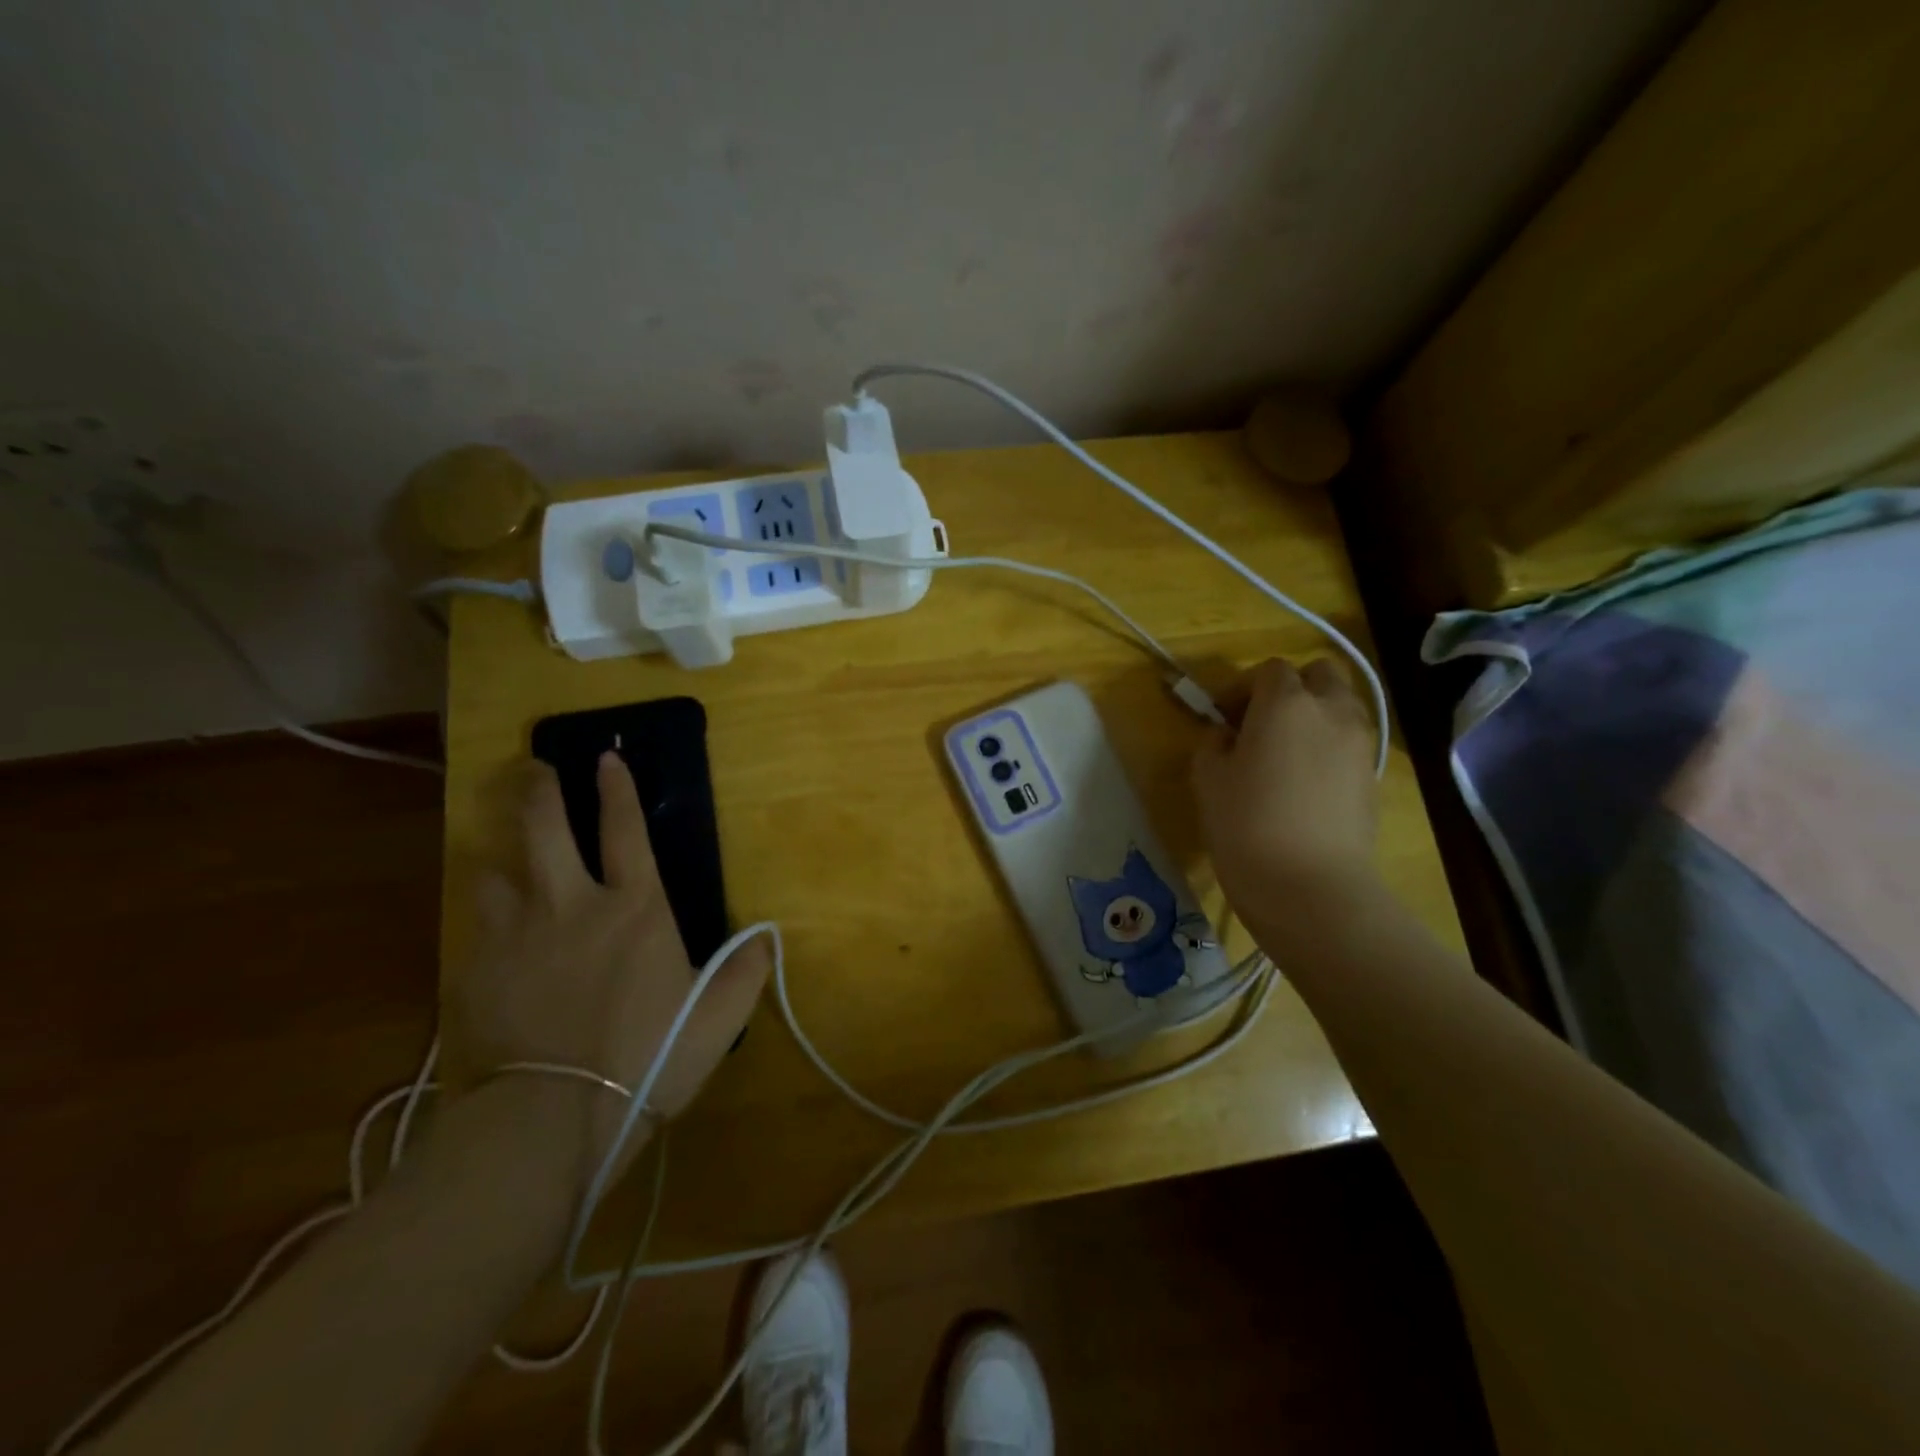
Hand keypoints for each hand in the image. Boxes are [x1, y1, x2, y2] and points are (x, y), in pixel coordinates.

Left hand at [450, 753, 770, 1185]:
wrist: (552, 1120)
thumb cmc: (647, 1058)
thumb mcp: (718, 1019)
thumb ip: (746, 972)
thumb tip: (768, 939)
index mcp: (634, 909)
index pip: (626, 830)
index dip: (617, 789)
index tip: (606, 757)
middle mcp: (571, 905)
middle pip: (544, 828)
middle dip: (539, 790)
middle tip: (534, 769)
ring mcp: (515, 936)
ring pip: (493, 871)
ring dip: (501, 858)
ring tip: (504, 860)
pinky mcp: (475, 973)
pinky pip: (475, 929)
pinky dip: (485, 921)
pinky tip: (491, 937)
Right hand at [1191, 658, 1379, 918]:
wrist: (1311, 887)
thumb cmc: (1246, 826)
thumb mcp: (1208, 779)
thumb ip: (1213, 744)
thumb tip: (1226, 736)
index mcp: (1285, 703)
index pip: (1269, 670)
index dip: (1243, 687)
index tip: (1224, 717)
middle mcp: (1331, 711)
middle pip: (1320, 674)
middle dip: (1291, 687)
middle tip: (1262, 722)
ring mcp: (1360, 743)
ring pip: (1342, 705)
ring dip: (1315, 714)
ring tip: (1286, 752)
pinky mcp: (1373, 776)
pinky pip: (1351, 741)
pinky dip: (1330, 746)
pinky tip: (1306, 781)